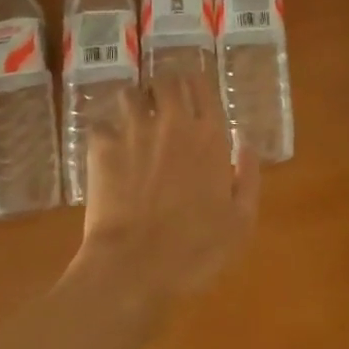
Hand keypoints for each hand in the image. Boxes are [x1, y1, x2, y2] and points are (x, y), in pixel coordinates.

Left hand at [75, 76, 259, 317]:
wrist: (135, 267)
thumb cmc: (195, 250)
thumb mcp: (241, 221)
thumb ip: (248, 177)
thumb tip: (247, 143)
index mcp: (210, 135)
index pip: (201, 85)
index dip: (195, 84)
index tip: (192, 94)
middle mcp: (173, 122)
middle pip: (166, 81)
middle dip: (163, 89)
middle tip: (161, 106)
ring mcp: (135, 131)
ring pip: (130, 94)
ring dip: (133, 105)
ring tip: (132, 124)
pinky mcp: (102, 147)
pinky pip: (100, 124)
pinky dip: (104, 133)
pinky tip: (106, 151)